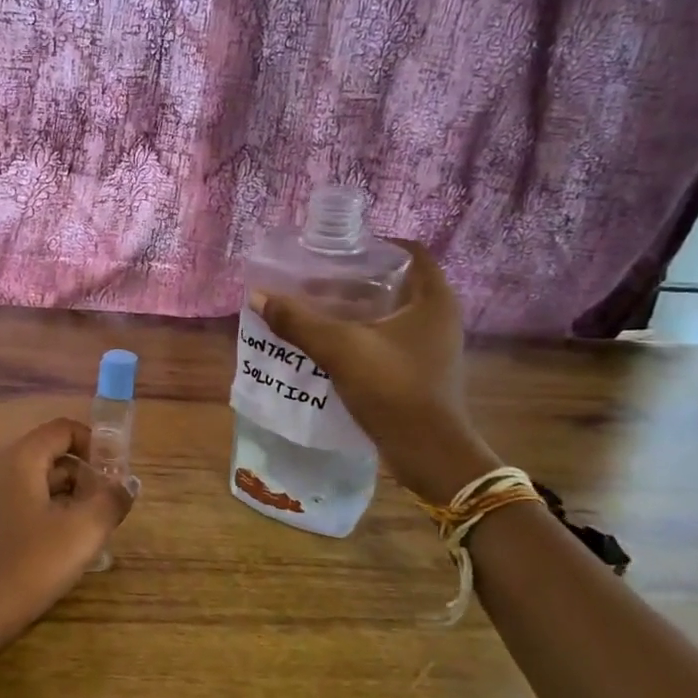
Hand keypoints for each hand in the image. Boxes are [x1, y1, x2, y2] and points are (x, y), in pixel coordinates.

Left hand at [0, 418, 134, 657]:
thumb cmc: (25, 566)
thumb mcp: (81, 533)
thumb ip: (110, 502)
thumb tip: (127, 484)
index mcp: (20, 459)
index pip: (63, 429)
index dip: (95, 444)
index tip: (117, 475)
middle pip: (51, 456)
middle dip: (85, 477)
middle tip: (107, 510)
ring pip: (38, 484)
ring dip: (68, 499)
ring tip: (89, 533)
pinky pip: (22, 505)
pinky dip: (47, 516)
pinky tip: (60, 550)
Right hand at [255, 239, 497, 501]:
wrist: (427, 452)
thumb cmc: (392, 388)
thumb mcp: (339, 349)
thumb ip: (298, 321)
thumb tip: (257, 295)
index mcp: (433, 299)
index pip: (410, 252)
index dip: (375, 246)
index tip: (339, 250)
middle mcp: (439, 316)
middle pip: (395, 282)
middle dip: (355, 279)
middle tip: (316, 280)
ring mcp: (432, 346)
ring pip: (390, 313)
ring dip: (355, 309)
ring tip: (314, 309)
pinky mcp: (421, 370)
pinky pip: (388, 339)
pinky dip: (360, 334)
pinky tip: (328, 343)